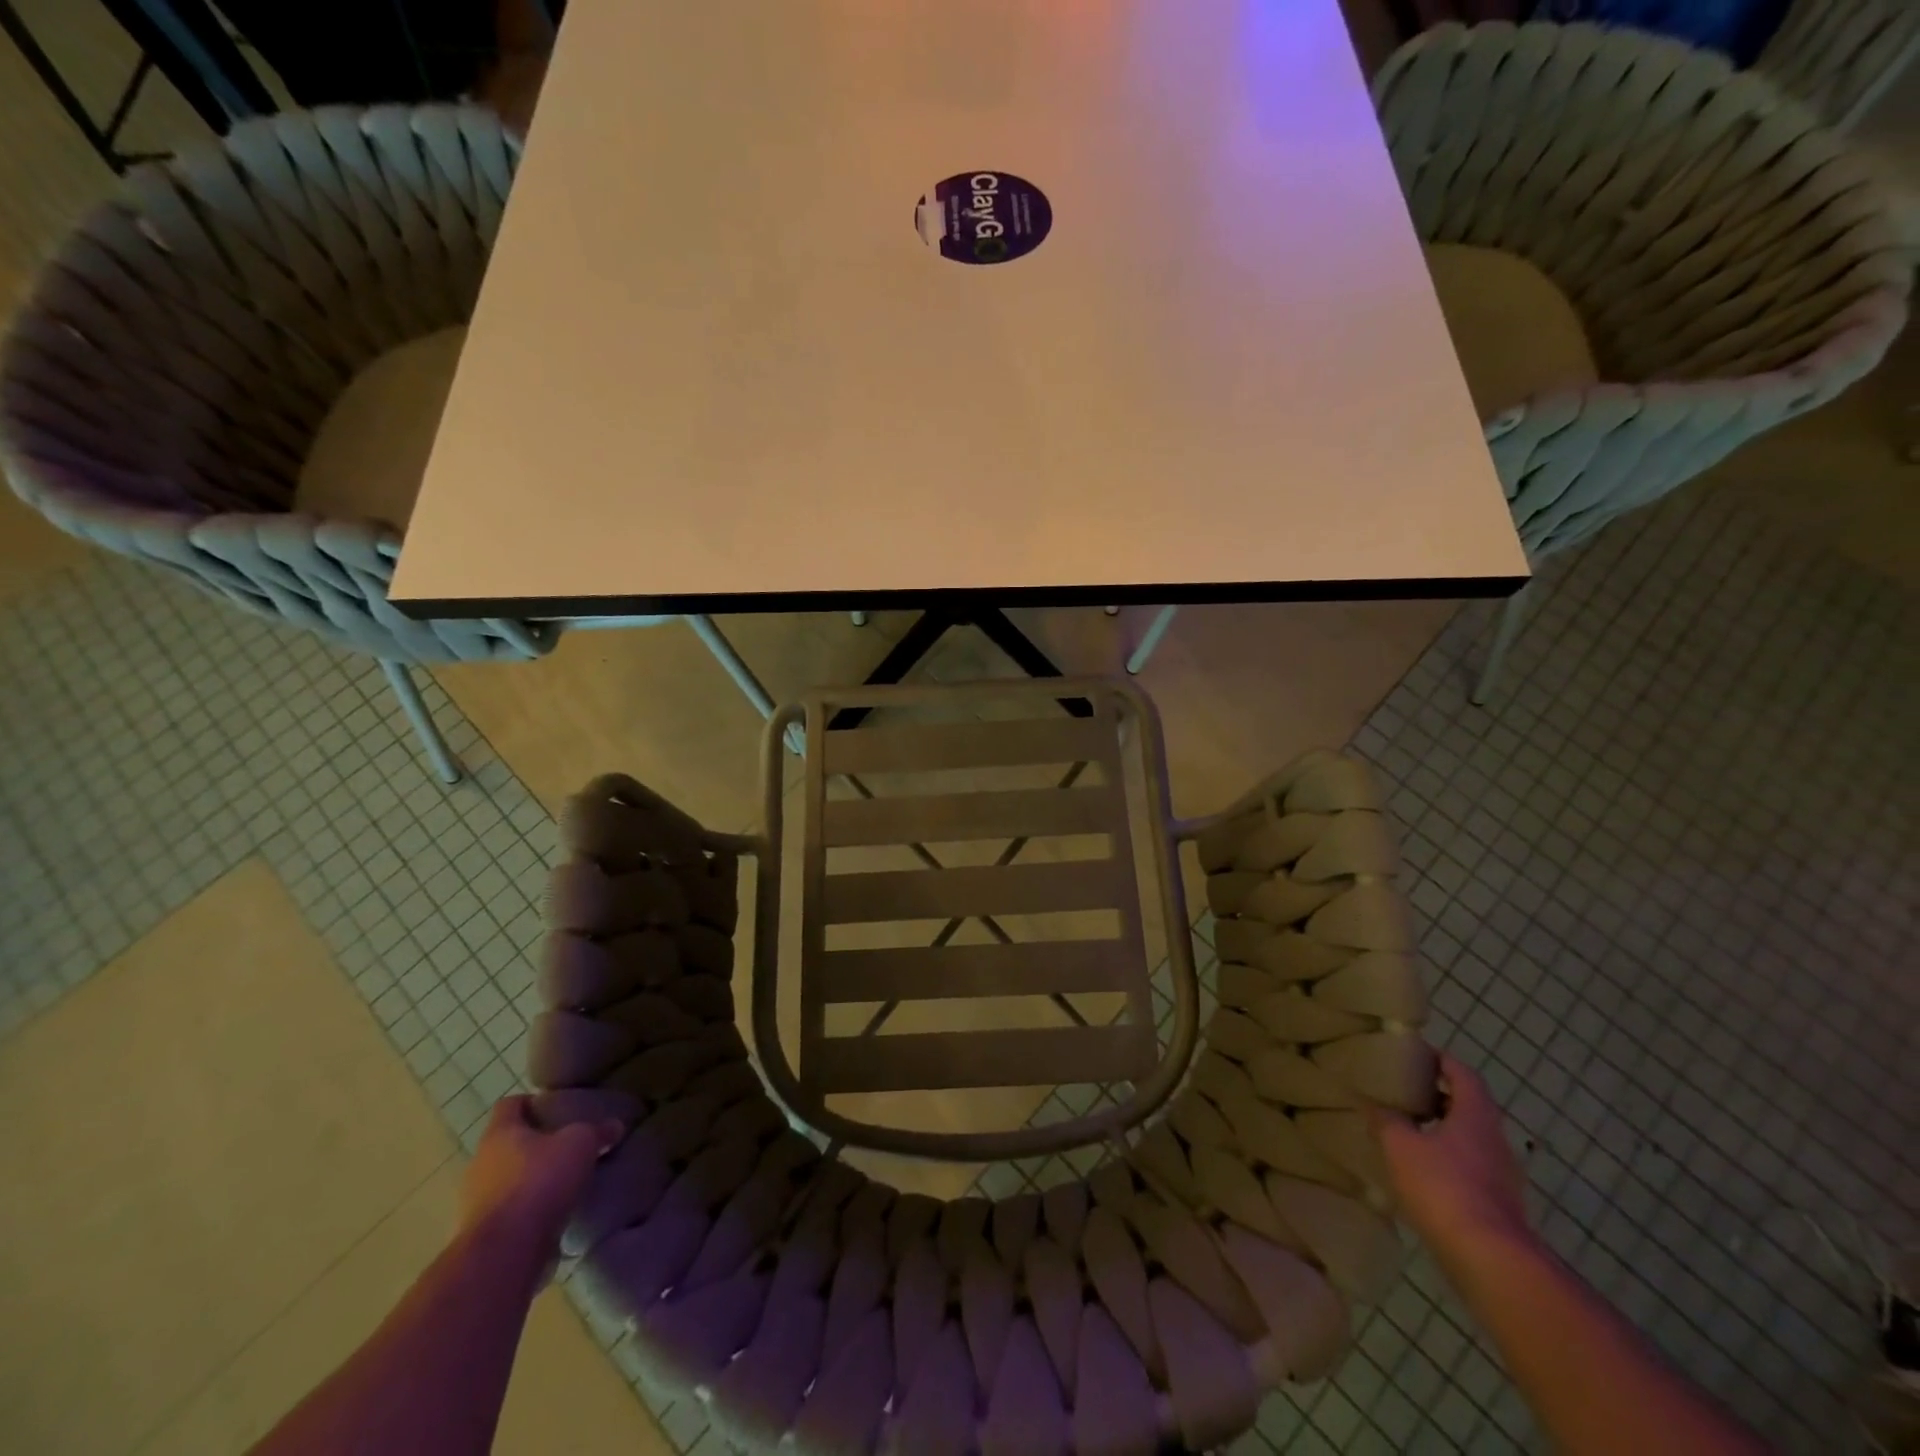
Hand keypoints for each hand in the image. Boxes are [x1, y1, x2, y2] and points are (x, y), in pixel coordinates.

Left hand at [458, 1096, 621, 1253]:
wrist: (506, 1252)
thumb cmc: (540, 1181)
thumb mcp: (581, 1144)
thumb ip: (598, 1131)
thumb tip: (615, 1126)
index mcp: (499, 1133)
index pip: (510, 1104)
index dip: (533, 1103)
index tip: (557, 1109)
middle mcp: (480, 1164)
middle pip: (507, 1144)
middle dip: (535, 1145)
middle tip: (567, 1146)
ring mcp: (475, 1203)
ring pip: (506, 1180)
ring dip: (530, 1181)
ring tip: (563, 1183)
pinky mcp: (482, 1235)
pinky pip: (508, 1213)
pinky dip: (527, 1211)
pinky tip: (553, 1214)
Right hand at [1374, 1053, 1532, 1262]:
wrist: (1490, 1260)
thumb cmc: (1443, 1187)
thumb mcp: (1400, 1145)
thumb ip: (1386, 1119)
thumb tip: (1373, 1102)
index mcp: (1475, 1116)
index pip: (1463, 1075)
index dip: (1442, 1061)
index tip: (1417, 1056)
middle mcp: (1495, 1140)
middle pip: (1470, 1106)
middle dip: (1440, 1096)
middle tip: (1406, 1092)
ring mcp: (1503, 1175)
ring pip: (1472, 1138)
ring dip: (1444, 1130)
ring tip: (1409, 1131)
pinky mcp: (1500, 1204)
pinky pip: (1472, 1167)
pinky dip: (1449, 1159)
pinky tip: (1423, 1171)